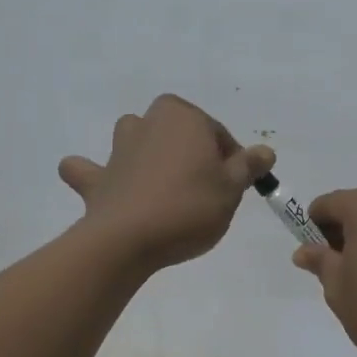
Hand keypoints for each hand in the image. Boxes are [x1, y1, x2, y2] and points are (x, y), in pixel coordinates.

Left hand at [59, 95, 274, 270]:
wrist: (128, 239)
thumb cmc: (190, 206)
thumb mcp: (232, 188)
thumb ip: (248, 166)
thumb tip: (265, 151)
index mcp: (183, 117)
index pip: (217, 133)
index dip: (231, 159)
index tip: (236, 186)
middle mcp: (148, 123)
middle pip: (176, 130)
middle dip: (189, 150)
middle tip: (205, 186)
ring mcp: (118, 150)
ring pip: (134, 136)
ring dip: (144, 150)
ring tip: (162, 182)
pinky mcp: (97, 179)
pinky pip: (91, 170)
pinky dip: (97, 175)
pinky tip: (104, 186)